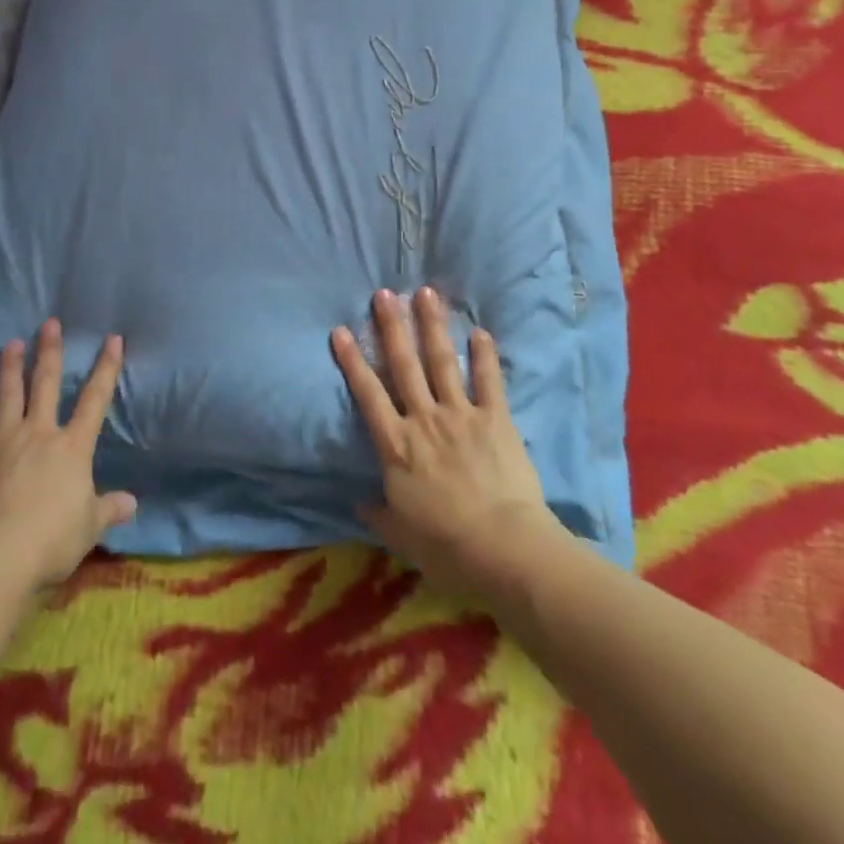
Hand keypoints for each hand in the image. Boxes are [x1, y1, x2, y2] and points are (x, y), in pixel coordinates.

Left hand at [0, 320, 136, 591]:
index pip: (95, 399)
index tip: (112, 338)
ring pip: (7, 397)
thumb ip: (108, 510)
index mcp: (72, 448)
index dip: (106, 367)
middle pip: (46, 385)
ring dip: (9, 370)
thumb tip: (131, 503)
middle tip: (49, 323)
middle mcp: (38, 435)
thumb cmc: (49, 541)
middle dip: (50, 352)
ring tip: (10, 344)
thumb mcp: (88, 528)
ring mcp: (1, 444)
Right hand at [332, 287, 560, 599]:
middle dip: (391, 327)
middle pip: (403, 365)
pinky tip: (481, 332)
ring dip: (432, 326)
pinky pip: (488, 382)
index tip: (340, 330)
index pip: (368, 394)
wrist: (502, 549)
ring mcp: (461, 415)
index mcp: (397, 445)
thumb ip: (377, 512)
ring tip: (426, 293)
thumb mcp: (400, 534)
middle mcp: (424, 419)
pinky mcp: (495, 420)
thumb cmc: (445, 546)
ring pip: (441, 362)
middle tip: (383, 293)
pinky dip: (484, 357)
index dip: (352, 361)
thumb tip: (357, 501)